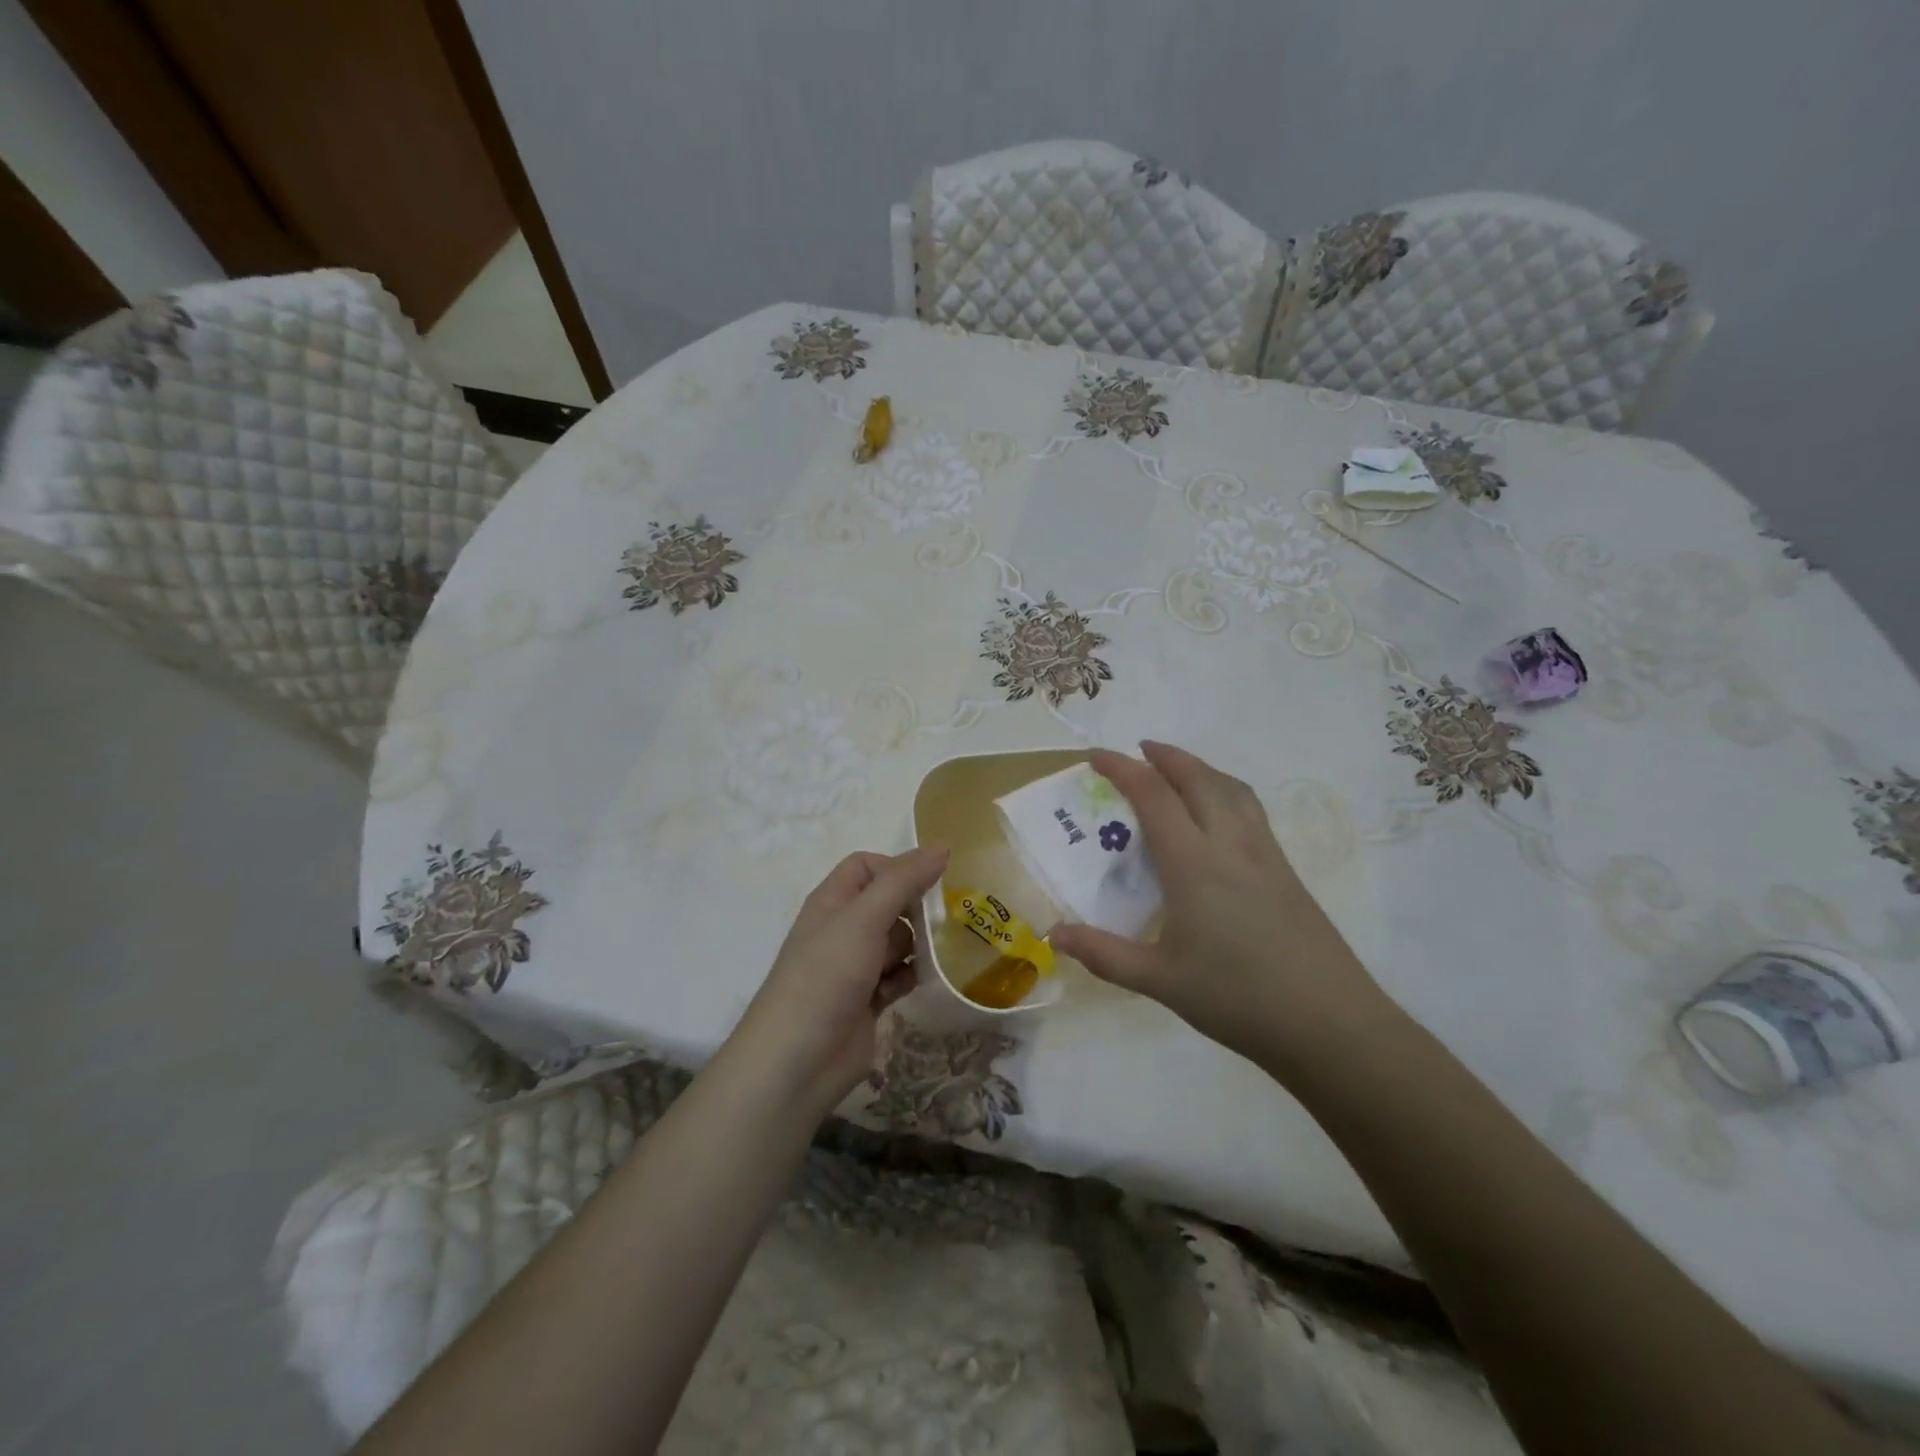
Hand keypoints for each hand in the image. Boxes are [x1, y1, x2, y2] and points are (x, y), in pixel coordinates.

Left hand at [726, 847, 947, 1115]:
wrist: (797, 1062)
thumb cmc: (826, 977)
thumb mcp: (864, 919)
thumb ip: (903, 880)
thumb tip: (943, 846)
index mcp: (833, 901)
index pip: (868, 865)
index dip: (897, 868)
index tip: (927, 884)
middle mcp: (844, 928)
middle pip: (889, 902)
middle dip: (914, 911)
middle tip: (938, 923)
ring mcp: (855, 966)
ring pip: (899, 940)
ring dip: (915, 948)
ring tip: (925, 959)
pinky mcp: (869, 999)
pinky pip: (899, 975)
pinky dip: (908, 978)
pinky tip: (910, 988)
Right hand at [1049, 742, 1395, 1070]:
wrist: (1330, 1023)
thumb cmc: (1237, 998)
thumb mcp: (1160, 981)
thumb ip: (1104, 954)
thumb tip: (1054, 935)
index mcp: (1194, 864)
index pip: (1154, 796)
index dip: (1122, 768)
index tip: (1094, 756)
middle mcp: (1230, 845)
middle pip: (1198, 778)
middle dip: (1165, 756)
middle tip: (1137, 751)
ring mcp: (1265, 854)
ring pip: (1230, 788)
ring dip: (1198, 768)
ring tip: (1176, 771)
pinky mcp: (1286, 870)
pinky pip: (1249, 809)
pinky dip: (1224, 790)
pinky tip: (1216, 817)